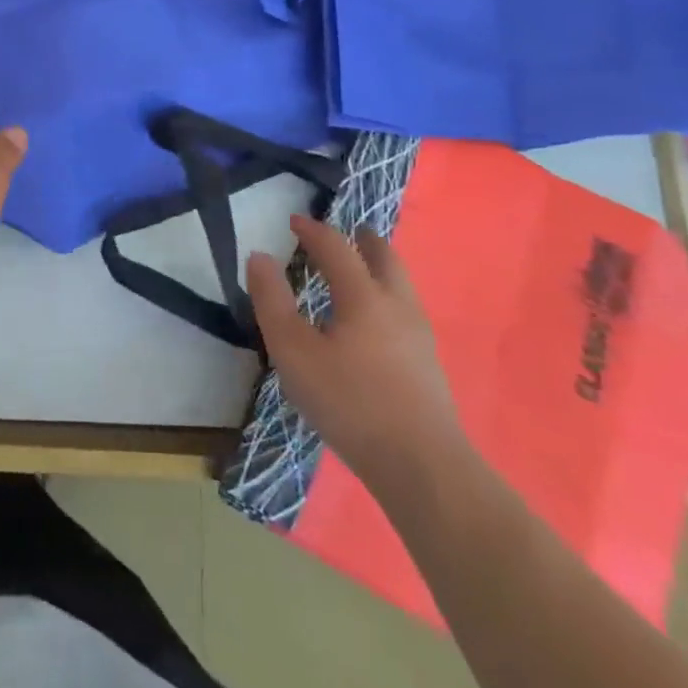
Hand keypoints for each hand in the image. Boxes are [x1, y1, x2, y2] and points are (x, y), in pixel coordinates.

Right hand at [246, 216, 462, 498]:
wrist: (422, 466)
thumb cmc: (349, 402)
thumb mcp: (294, 352)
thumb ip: (272, 301)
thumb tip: (259, 256)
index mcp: (363, 296)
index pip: (337, 248)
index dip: (314, 231)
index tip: (295, 221)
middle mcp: (397, 306)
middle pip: (385, 259)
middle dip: (365, 241)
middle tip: (352, 231)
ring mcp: (419, 337)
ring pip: (401, 286)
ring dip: (381, 268)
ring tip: (363, 271)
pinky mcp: (428, 367)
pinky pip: (406, 312)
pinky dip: (388, 298)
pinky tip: (376, 323)